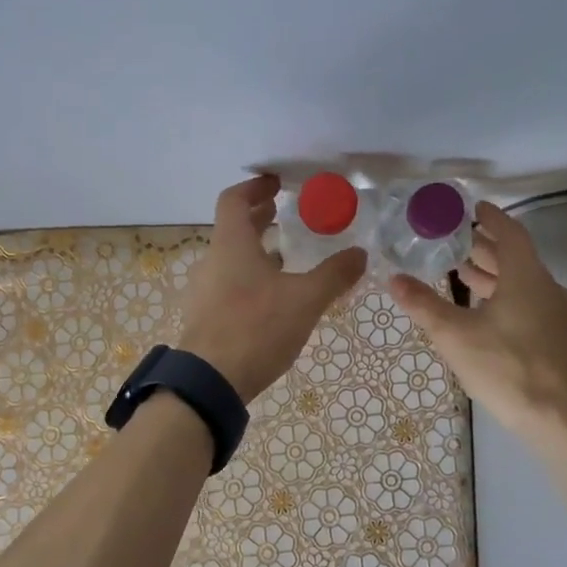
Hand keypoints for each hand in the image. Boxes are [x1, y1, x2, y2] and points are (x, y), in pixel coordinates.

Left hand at [178, 175, 367, 403]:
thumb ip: (334, 275)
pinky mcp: (207, 316)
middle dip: (258, 218)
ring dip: (255, 249)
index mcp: (231, 245)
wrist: (210, 382)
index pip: (234, 200)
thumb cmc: (256, 328)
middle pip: (233, 228)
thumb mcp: (305, 300)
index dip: (255, 187)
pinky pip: (229, 283)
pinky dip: (250, 276)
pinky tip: (273, 295)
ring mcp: (205, 290)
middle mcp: (213, 261)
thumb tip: (361, 254)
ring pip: (231, 258)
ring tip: (284, 254)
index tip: (276, 183)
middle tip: (283, 213)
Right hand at [388, 202, 566, 448]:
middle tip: (455, 242)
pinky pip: (530, 303)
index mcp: (526, 277)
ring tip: (463, 274)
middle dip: (486, 248)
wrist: (559, 419)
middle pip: (516, 258)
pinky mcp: (559, 339)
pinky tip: (484, 313)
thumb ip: (423, 304)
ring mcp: (558, 315)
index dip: (491, 219)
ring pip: (523, 283)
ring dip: (495, 275)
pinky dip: (506, 296)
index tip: (472, 209)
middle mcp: (547, 288)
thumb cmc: (505, 367)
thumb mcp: (454, 335)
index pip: (510, 234)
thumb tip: (393, 279)